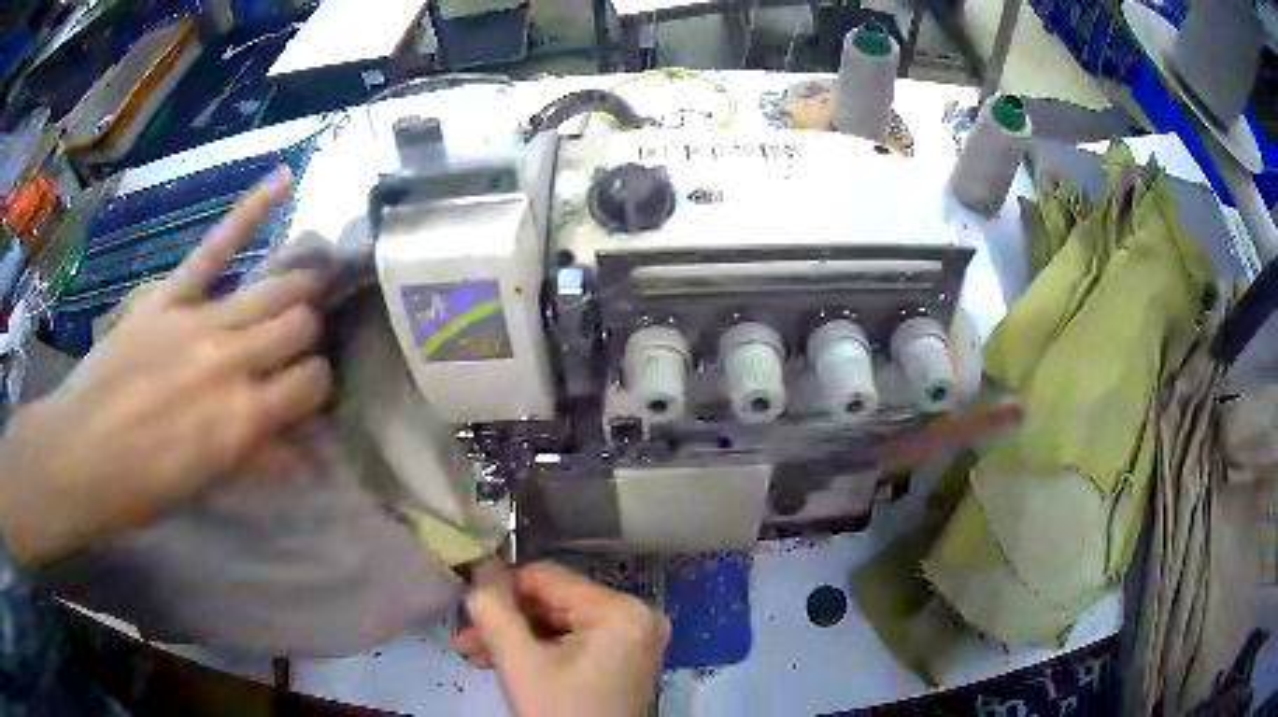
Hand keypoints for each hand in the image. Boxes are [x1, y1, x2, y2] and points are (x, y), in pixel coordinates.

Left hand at [0, 167, 332, 564]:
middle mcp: (230, 360)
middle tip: (307, 334)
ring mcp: (199, 320)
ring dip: (300, 281)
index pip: (311, 383)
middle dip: (310, 329)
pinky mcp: (169, 296)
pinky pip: (215, 247)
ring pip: (273, 287)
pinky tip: (284, 179)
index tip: (308, 390)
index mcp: (241, 419)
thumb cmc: (143, 485)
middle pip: (298, 324)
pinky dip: (250, 211)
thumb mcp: (207, 483)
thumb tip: (311, 455)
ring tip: (319, 269)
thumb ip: (259, 459)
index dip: (318, 384)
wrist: (79, 453)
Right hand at [455, 561, 669, 716]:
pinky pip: (572, 641)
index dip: (503, 584)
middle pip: (554, 602)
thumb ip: (494, 610)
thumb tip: (479, 565)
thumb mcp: (520, 662)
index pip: (549, 577)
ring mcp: (632, 639)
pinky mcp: (622, 659)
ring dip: (515, 635)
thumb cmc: (560, 712)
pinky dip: (537, 650)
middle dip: (506, 619)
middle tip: (465, 632)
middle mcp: (635, 617)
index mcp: (621, 611)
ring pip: (558, 624)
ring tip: (472, 648)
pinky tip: (499, 659)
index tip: (466, 596)